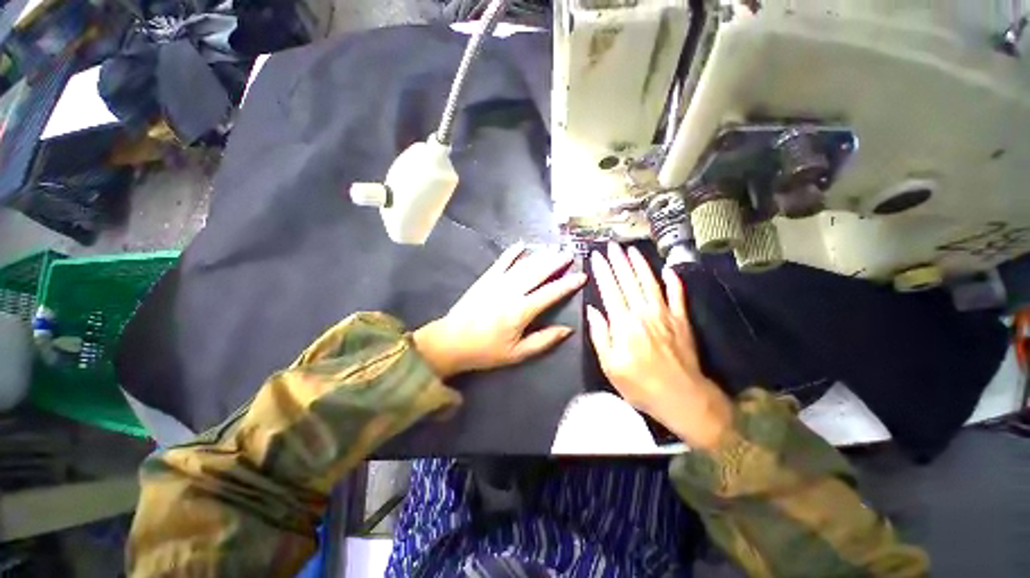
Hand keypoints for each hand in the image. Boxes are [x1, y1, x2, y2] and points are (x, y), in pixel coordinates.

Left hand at [414, 243, 585, 378]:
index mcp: (520, 311)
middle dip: (556, 262)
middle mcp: (511, 292)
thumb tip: (568, 330)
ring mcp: (497, 282)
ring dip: (540, 256)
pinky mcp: (485, 278)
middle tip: (570, 255)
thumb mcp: (517, 354)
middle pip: (538, 272)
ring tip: (554, 249)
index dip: (567, 285)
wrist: (451, 341)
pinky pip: (501, 261)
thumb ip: (544, 341)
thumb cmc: (486, 351)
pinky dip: (512, 252)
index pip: (550, 293)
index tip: (581, 276)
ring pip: (523, 265)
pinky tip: (522, 244)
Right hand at [586, 242, 731, 449]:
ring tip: (632, 250)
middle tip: (612, 245)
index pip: (610, 290)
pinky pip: (678, 295)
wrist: (682, 397)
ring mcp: (665, 315)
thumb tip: (593, 310)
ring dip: (641, 264)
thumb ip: (600, 335)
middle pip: (629, 281)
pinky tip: (668, 269)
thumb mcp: (610, 366)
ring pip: (651, 282)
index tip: (596, 257)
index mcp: (624, 324)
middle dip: (619, 261)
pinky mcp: (682, 320)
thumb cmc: (640, 384)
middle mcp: (643, 313)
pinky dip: (674, 281)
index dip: (603, 271)